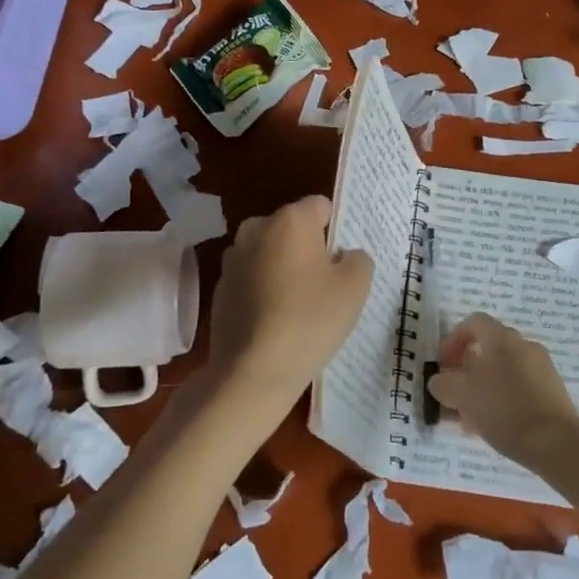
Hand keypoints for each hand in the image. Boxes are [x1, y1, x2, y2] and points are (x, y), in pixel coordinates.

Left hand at [204, 196, 373, 414]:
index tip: (342, 261)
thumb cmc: (309, 320)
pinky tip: (275, 322)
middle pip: (292, 228)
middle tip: (324, 284)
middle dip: (308, 248)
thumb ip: (358, 259)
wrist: (252, 372)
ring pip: (269, 253)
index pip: (320, 206)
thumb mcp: (354, 288)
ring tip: (298, 306)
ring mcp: (233, 259)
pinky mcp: (220, 288)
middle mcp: (256, 229)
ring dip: (283, 268)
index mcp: (290, 220)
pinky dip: (264, 290)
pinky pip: (252, 278)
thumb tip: (345, 256)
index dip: (336, 229)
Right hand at [427, 314, 578, 467]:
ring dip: (483, 390)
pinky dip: (503, 401)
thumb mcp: (462, 395)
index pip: (474, 323)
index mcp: (502, 338)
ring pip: (503, 373)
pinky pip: (520, 389)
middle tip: (454, 396)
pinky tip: (494, 428)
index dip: (454, 340)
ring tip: (469, 420)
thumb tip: (439, 380)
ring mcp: (542, 369)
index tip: (443, 364)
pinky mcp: (554, 393)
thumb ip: (444, 383)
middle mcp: (524, 346)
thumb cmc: (505, 409)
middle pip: (488, 350)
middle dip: (467, 372)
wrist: (558, 443)